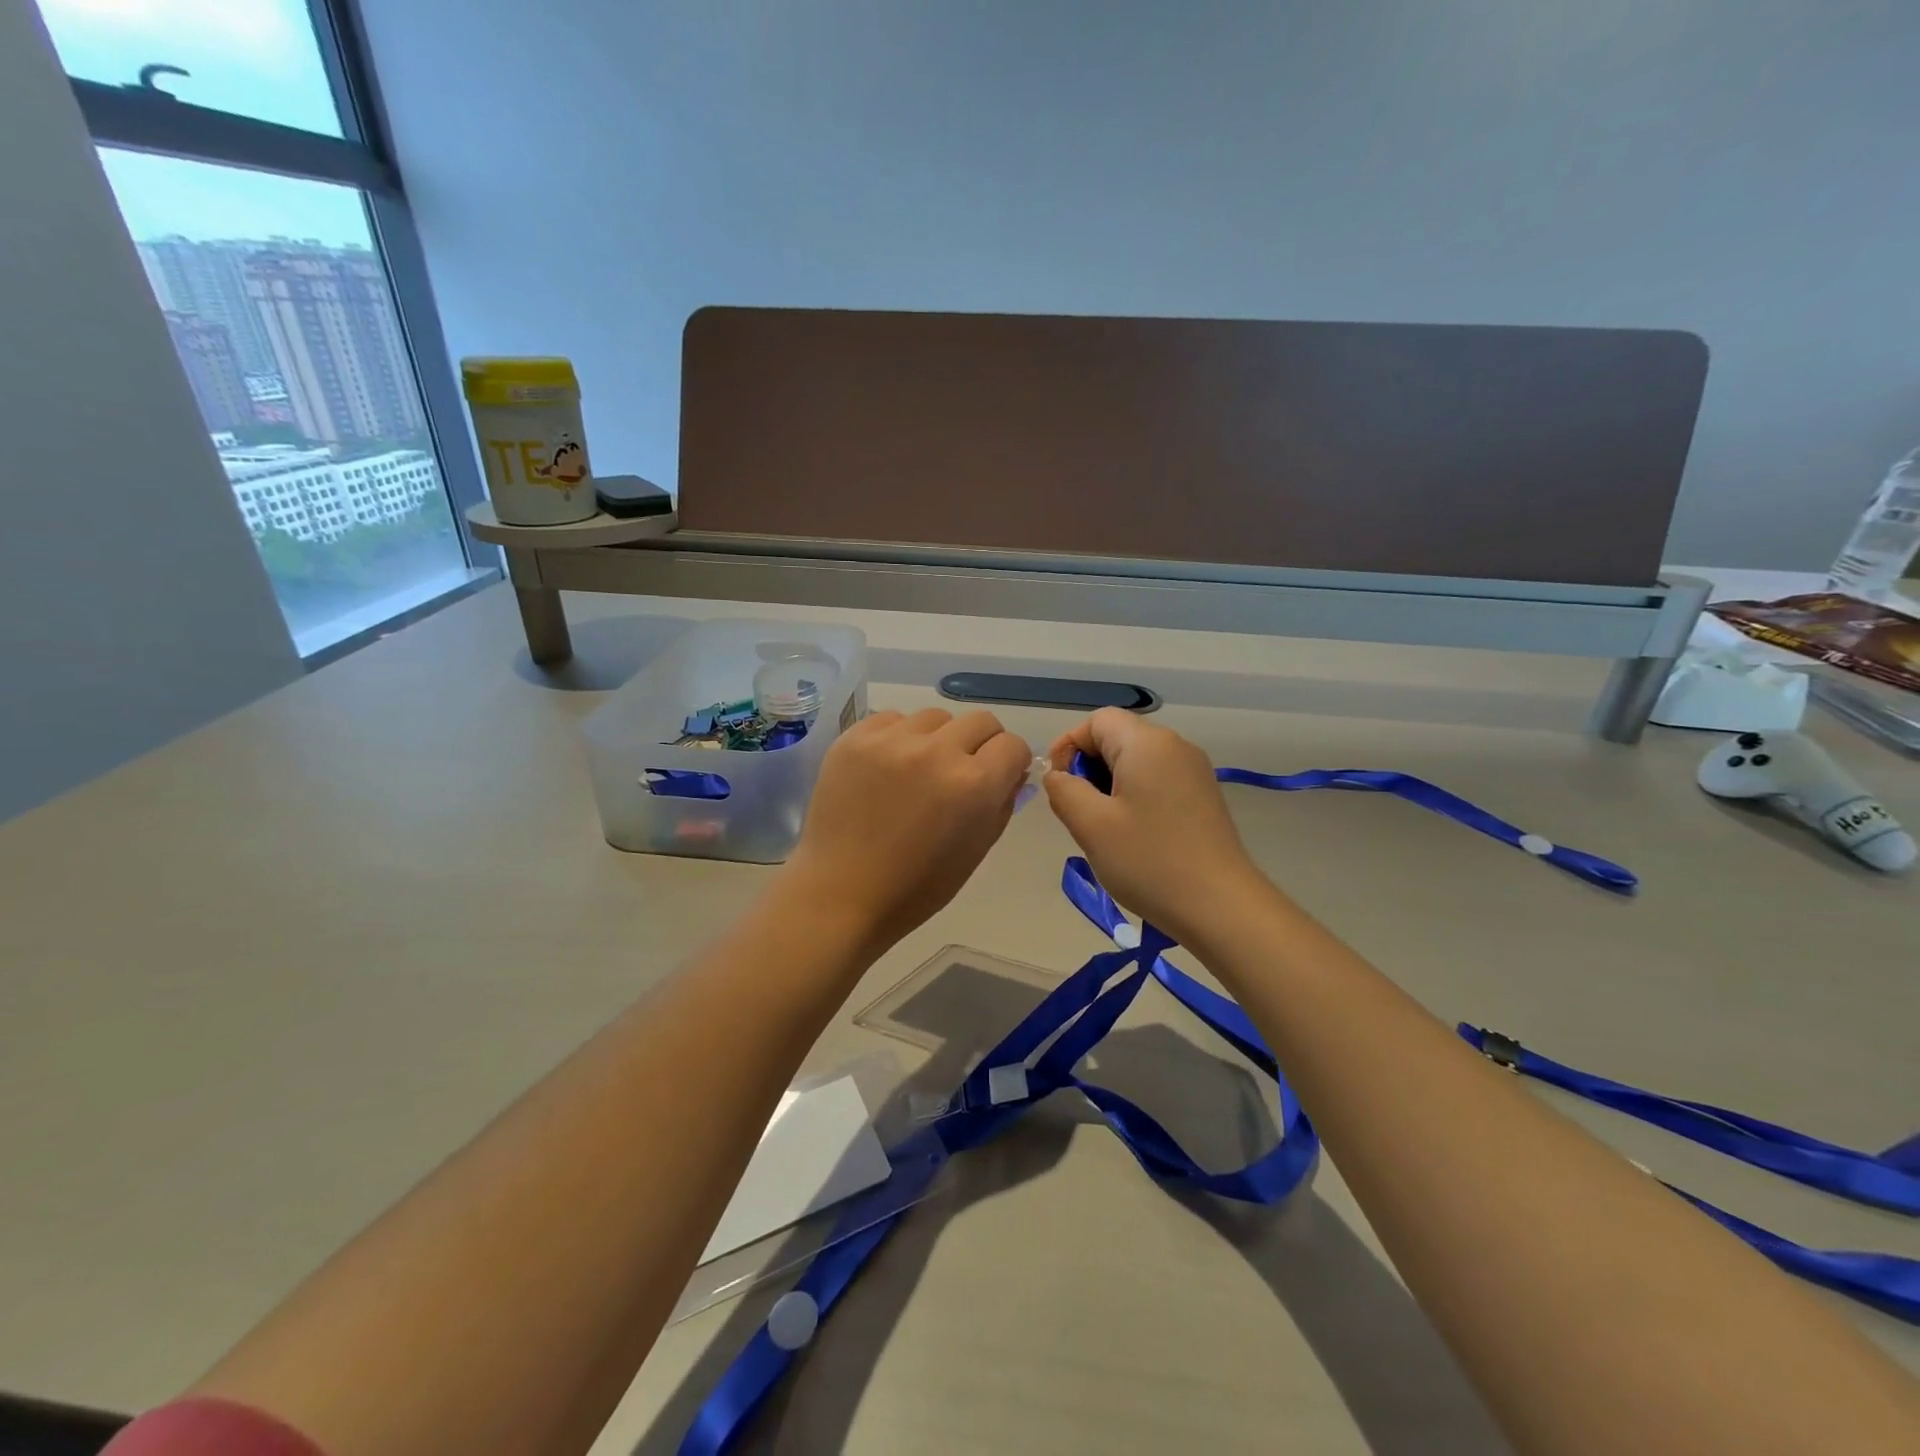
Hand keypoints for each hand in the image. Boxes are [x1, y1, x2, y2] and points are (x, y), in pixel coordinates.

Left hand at [783, 708, 1031, 953]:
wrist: (841, 892)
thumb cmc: (916, 885)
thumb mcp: (976, 849)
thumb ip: (1001, 802)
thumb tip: (1011, 771)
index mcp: (974, 784)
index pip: (1012, 745)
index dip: (1009, 762)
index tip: (997, 776)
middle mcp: (937, 751)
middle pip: (980, 721)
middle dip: (980, 745)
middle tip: (961, 771)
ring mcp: (892, 740)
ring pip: (935, 717)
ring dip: (937, 738)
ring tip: (917, 771)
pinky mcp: (855, 738)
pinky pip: (892, 719)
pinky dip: (898, 738)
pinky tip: (886, 768)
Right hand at [1044, 708, 1268, 944]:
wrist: (1221, 906)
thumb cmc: (1149, 861)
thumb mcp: (1090, 825)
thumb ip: (1063, 790)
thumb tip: (1058, 775)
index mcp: (1147, 743)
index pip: (1097, 720)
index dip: (1068, 745)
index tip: (1059, 785)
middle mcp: (1175, 746)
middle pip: (1118, 737)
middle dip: (1089, 768)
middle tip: (1079, 813)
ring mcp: (1194, 771)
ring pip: (1136, 761)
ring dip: (1110, 785)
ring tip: (1104, 829)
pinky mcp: (1203, 796)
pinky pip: (1157, 780)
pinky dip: (1135, 797)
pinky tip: (1133, 836)